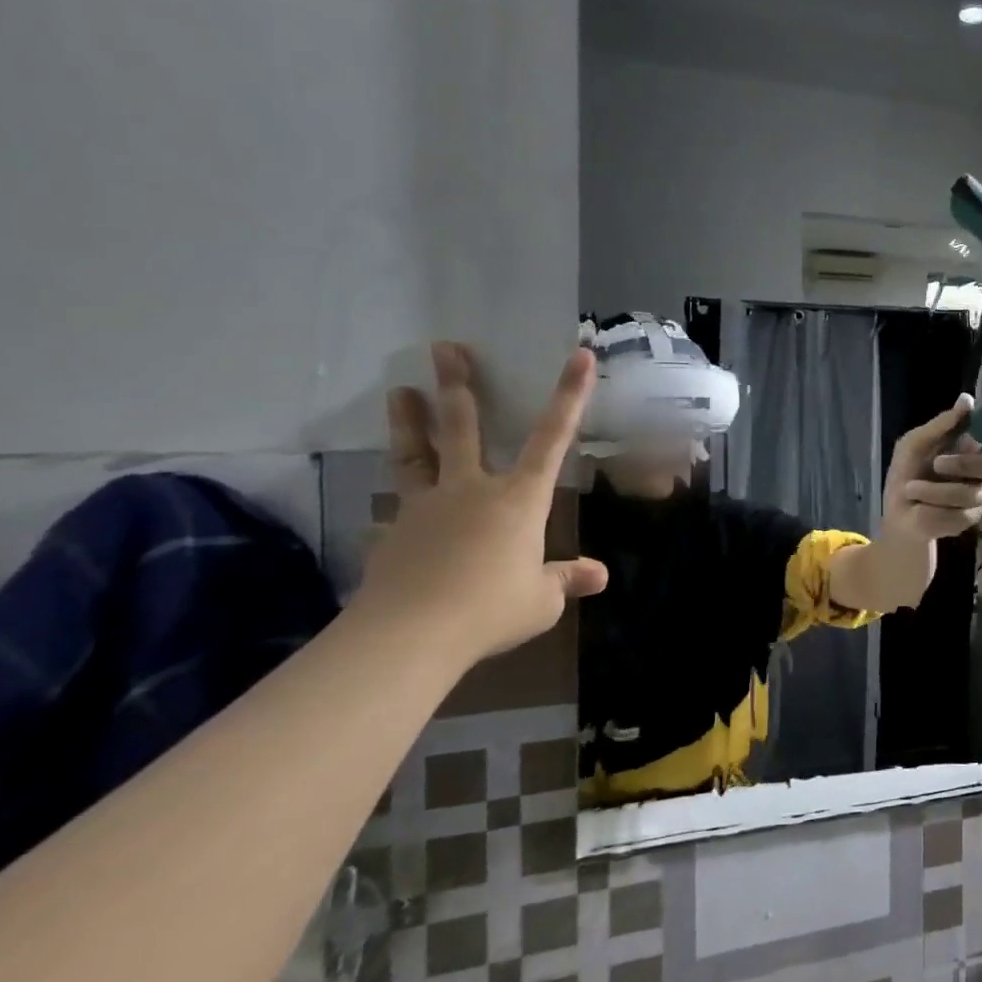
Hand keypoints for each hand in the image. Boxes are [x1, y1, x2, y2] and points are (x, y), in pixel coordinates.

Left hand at [355, 342, 609, 663]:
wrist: (411, 634)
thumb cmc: (492, 609)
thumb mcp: (541, 600)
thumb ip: (566, 579)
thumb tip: (599, 575)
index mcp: (519, 499)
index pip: (553, 439)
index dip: (569, 395)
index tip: (579, 355)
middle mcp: (472, 490)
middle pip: (463, 428)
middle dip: (458, 385)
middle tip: (445, 347)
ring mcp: (426, 507)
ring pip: (416, 454)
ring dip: (408, 420)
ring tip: (400, 391)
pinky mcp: (393, 533)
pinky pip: (394, 511)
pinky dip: (393, 506)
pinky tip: (383, 513)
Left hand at [881, 394, 981, 540]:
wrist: (896, 513)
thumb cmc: (907, 474)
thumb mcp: (914, 445)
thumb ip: (941, 424)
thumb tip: (967, 399)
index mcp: (972, 452)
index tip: (973, 429)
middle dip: (965, 463)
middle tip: (937, 463)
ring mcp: (978, 501)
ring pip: (968, 493)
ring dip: (931, 490)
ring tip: (911, 489)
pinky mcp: (966, 523)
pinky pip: (954, 514)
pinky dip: (928, 508)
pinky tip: (918, 507)